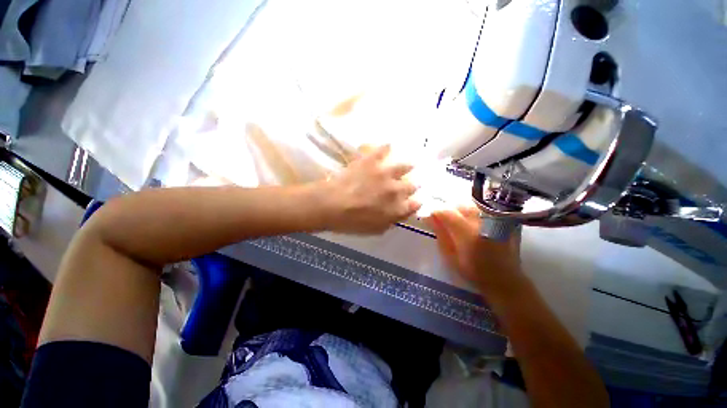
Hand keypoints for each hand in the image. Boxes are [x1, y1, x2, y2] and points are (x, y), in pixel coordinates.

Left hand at [321, 145, 420, 233]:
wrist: (332, 205)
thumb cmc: (352, 222)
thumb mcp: (375, 229)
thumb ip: (391, 221)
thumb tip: (401, 214)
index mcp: (396, 208)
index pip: (414, 204)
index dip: (415, 202)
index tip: (415, 200)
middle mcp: (396, 189)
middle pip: (412, 185)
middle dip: (413, 185)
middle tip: (411, 183)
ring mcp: (385, 173)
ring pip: (403, 166)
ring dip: (407, 166)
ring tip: (410, 163)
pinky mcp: (372, 160)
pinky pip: (383, 150)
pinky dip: (386, 148)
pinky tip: (389, 145)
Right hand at [428, 207, 525, 301]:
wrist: (505, 278)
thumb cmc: (474, 271)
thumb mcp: (450, 255)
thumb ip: (440, 233)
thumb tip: (429, 216)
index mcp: (468, 233)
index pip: (446, 211)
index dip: (435, 210)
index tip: (429, 214)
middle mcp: (482, 221)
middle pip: (459, 203)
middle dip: (448, 209)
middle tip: (444, 219)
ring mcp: (495, 217)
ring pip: (471, 203)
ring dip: (460, 209)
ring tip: (459, 220)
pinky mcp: (503, 217)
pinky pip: (483, 207)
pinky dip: (473, 210)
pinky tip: (472, 221)